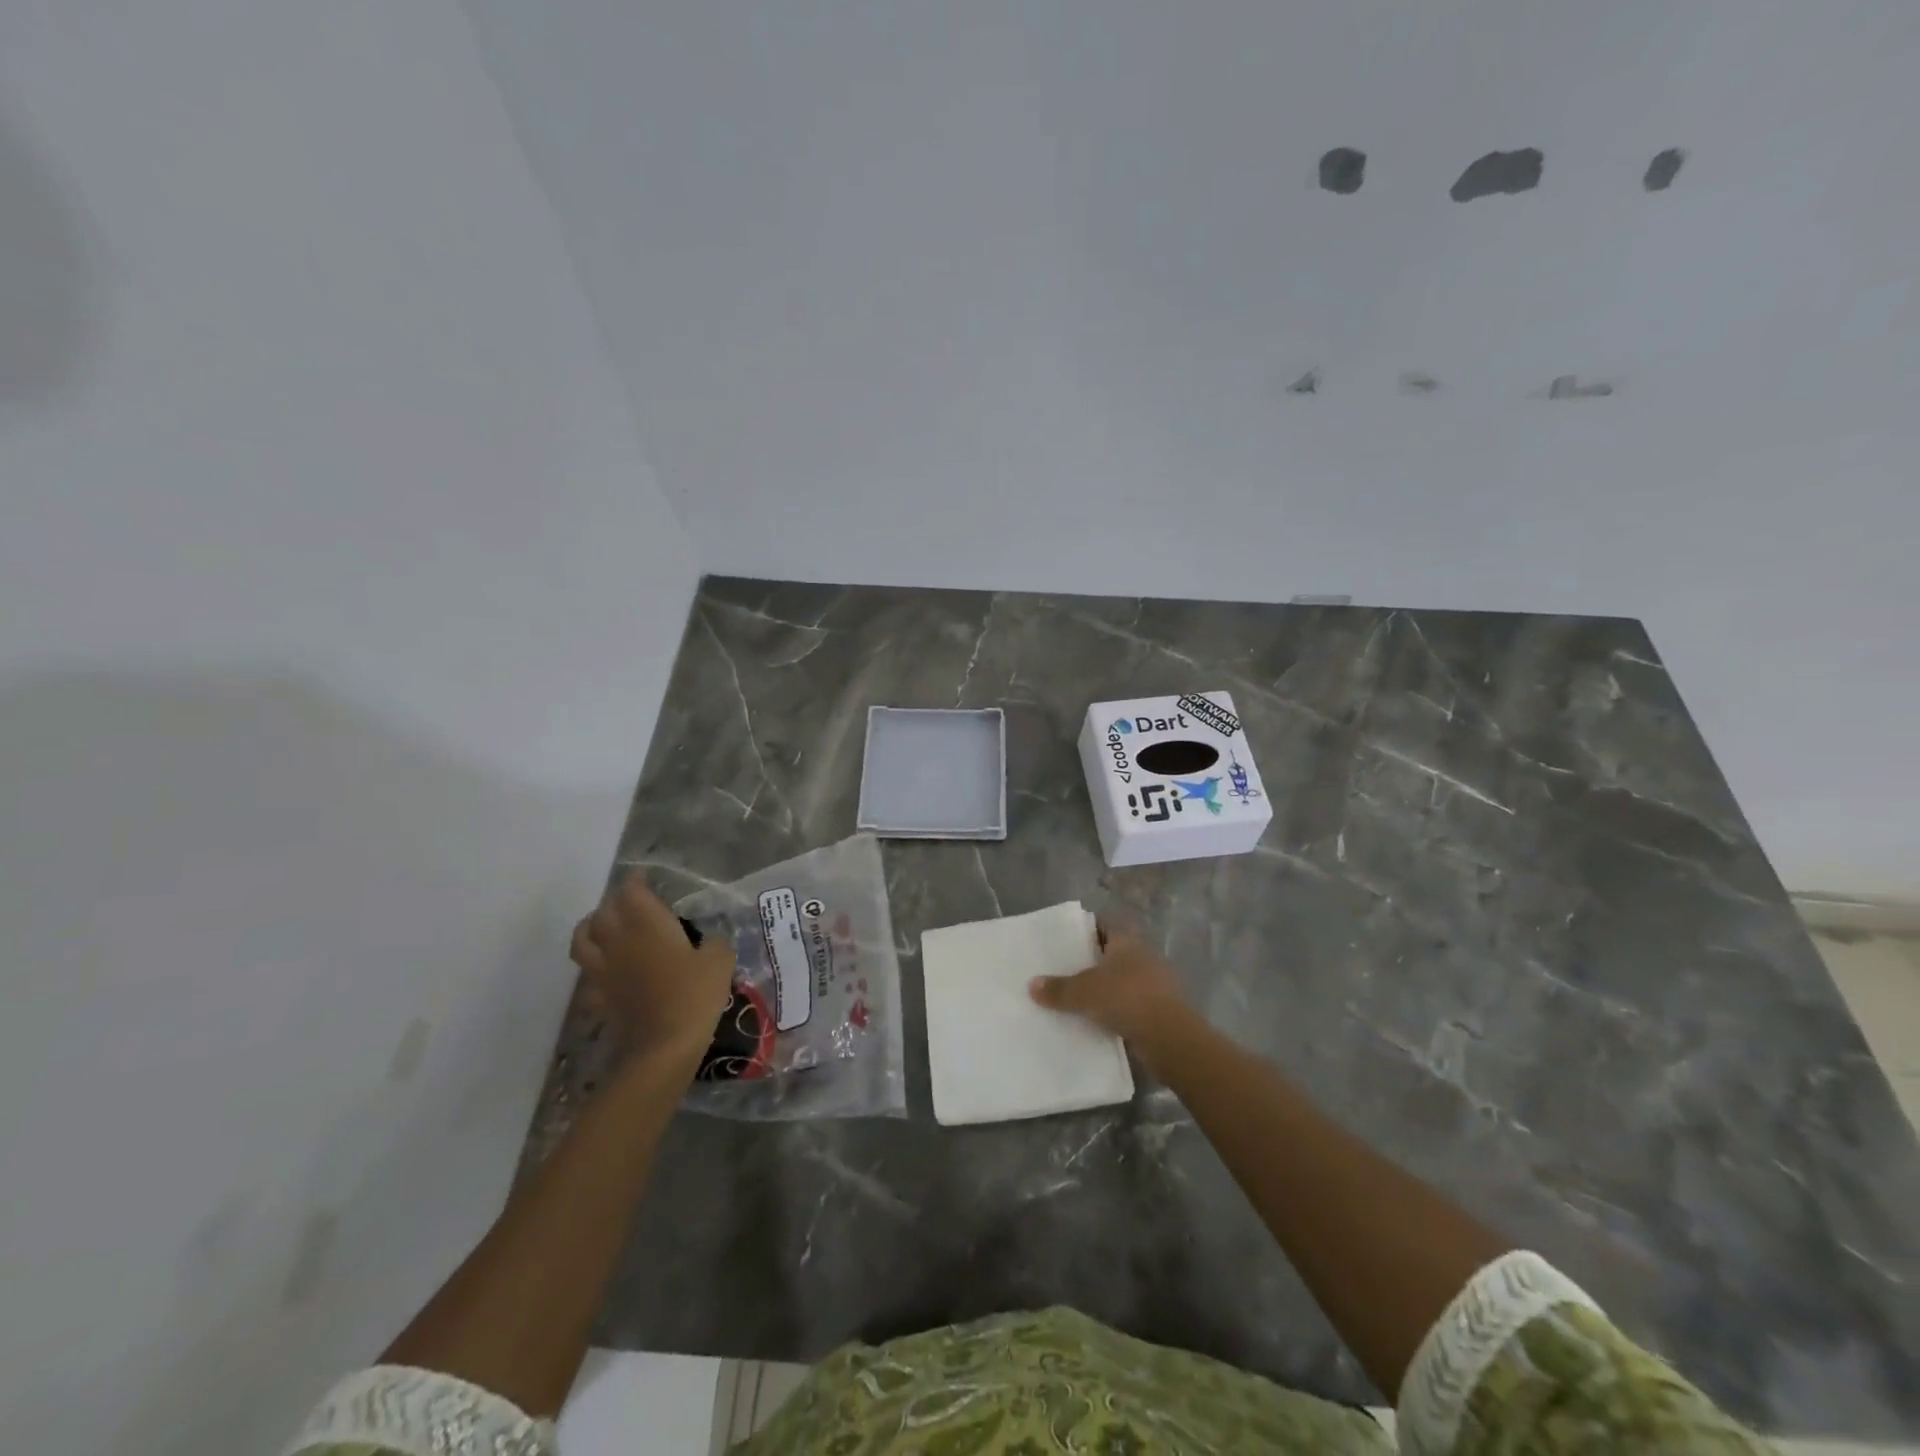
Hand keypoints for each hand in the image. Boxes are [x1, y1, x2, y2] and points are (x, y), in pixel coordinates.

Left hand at [570, 874, 734, 1064]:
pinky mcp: (599, 995)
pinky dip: (593, 964)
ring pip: (583, 938)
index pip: (631, 891)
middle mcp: (619, 940)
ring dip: (591, 926)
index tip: (645, 877)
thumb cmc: (694, 995)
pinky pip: (587, 972)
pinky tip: (607, 967)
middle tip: (632, 901)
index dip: (636, 880)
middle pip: (604, 910)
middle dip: (616, 901)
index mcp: (647, 924)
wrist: (663, 1046)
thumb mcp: (720, 961)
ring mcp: (604, 969)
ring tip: (605, 926)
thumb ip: (715, 943)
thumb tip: (711, 941)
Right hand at [1028, 928, 1190, 1060]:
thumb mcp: (1084, 992)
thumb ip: (1058, 989)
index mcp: (1127, 941)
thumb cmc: (1126, 998)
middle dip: (1092, 961)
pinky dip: (1116, 1010)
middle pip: (1113, 953)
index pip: (1104, 925)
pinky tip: (1097, 1021)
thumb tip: (1032, 984)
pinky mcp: (1160, 1009)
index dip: (1086, 929)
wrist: (1169, 1037)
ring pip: (1122, 979)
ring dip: (1105, 988)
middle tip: (1064, 969)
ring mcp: (1155, 983)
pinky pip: (1130, 1004)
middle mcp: (1143, 956)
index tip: (1066, 940)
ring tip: (1077, 997)